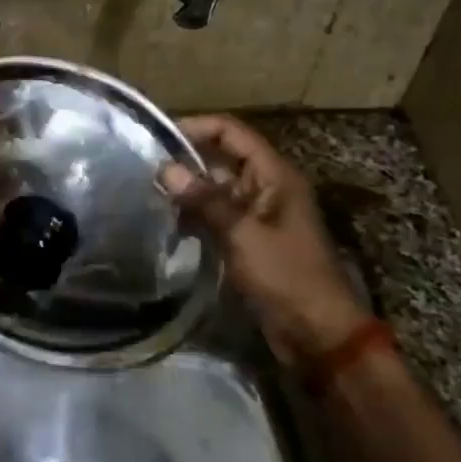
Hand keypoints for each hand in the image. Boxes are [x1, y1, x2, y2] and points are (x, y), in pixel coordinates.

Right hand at [159, 116, 370, 365]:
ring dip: (188, 193)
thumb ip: (204, 200)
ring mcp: (258, 215)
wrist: (317, 334)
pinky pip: (218, 217)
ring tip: (149, 198)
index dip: (196, 128)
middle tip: (143, 171)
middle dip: (185, 163)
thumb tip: (165, 168)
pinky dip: (195, 218)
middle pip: (221, 159)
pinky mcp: (249, 241)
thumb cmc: (286, 276)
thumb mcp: (242, 234)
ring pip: (216, 190)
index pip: (231, 132)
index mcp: (274, 175)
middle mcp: (267, 187)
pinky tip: (169, 226)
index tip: (157, 137)